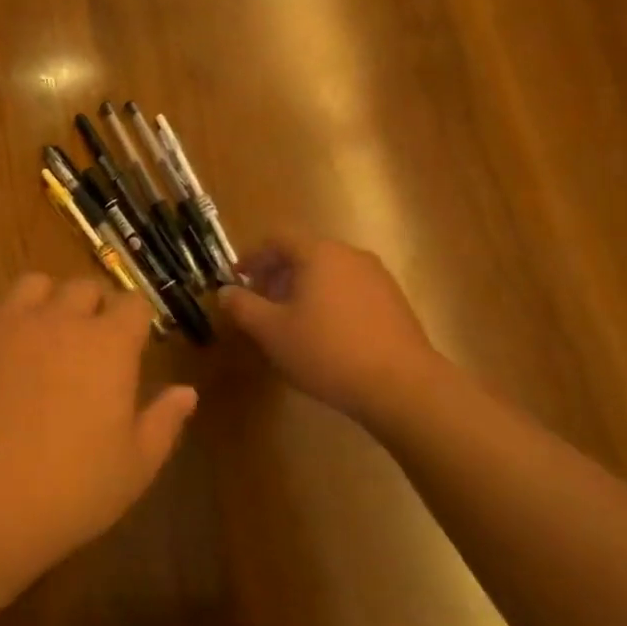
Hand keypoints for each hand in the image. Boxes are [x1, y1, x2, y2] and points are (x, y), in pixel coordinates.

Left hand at [0, 274, 198, 565]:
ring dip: (46, 300)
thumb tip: (186, 392)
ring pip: (34, 283)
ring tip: (43, 333)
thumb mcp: (134, 466)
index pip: (133, 304)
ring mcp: (10, 321)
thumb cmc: (70, 487)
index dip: (136, 320)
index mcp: (109, 344)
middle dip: (93, 306)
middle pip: (84, 286)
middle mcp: (61, 318)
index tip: (134, 343)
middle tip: (90, 342)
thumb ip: (164, 421)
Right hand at [218, 233, 447, 420]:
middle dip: (276, 274)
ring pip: (328, 272)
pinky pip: (350, 289)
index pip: (276, 239)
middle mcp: (349, 255)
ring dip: (303, 289)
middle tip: (260, 303)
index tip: (236, 280)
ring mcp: (377, 277)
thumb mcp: (271, 331)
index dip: (251, 256)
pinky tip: (325, 335)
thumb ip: (242, 306)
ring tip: (290, 322)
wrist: (402, 386)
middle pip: (304, 253)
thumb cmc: (326, 351)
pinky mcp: (394, 302)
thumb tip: (224, 291)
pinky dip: (329, 301)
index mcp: (318, 253)